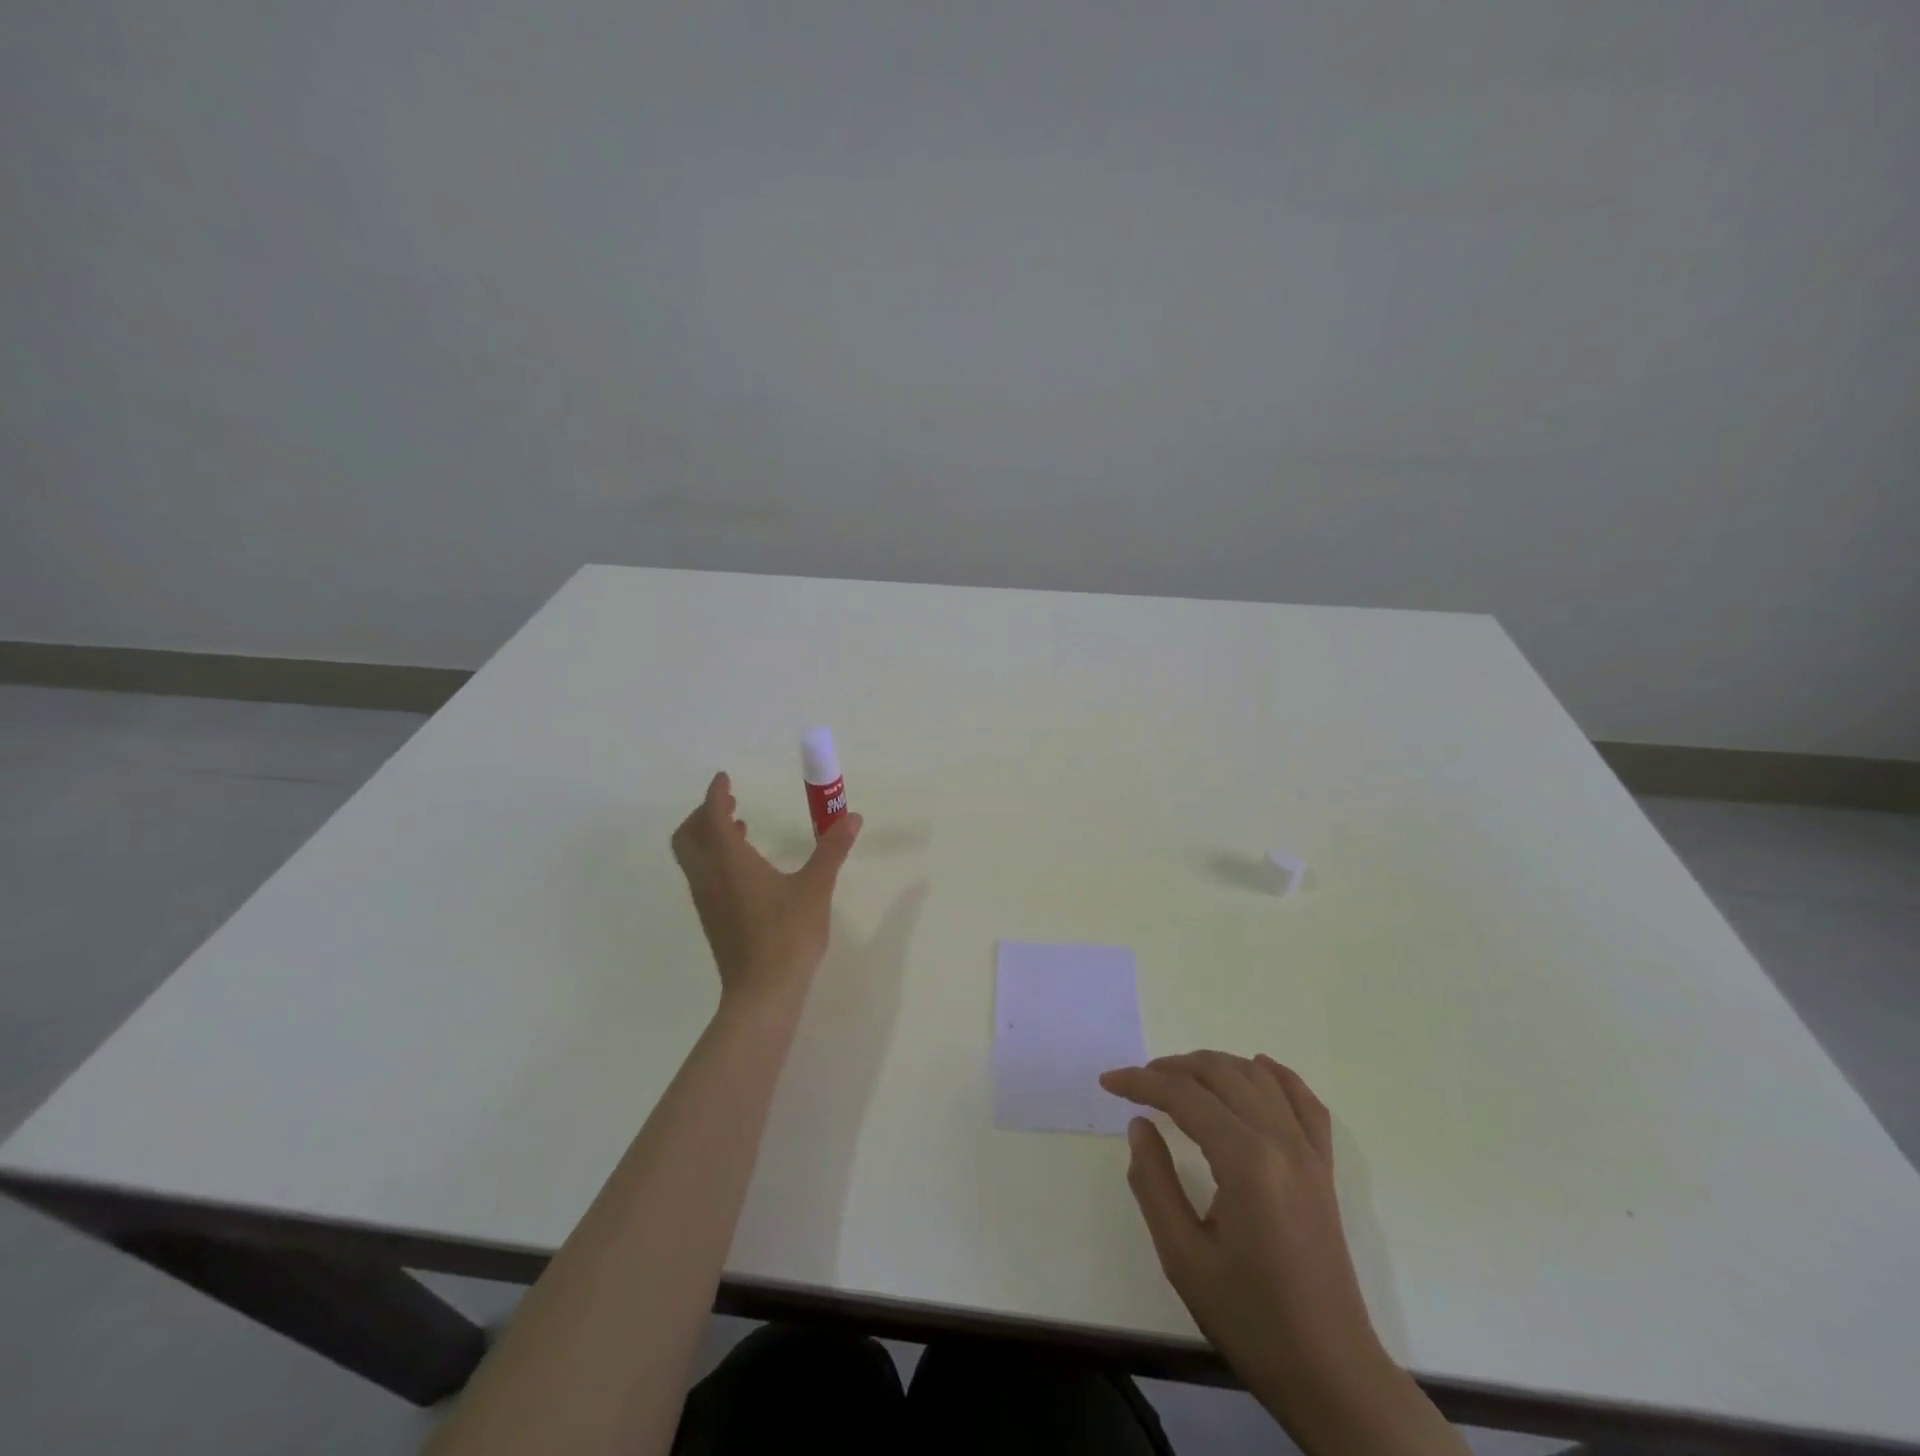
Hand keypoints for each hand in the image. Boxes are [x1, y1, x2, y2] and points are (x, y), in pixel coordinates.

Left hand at [670, 772, 862, 1010]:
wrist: (762, 993)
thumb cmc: (788, 935)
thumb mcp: (816, 888)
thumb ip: (831, 849)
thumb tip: (851, 817)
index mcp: (730, 862)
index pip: (713, 816)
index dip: (716, 794)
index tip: (725, 778)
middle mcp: (710, 877)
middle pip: (688, 836)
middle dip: (703, 814)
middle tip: (729, 803)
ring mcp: (707, 901)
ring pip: (693, 858)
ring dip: (708, 836)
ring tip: (739, 828)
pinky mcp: (713, 920)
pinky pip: (703, 876)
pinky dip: (714, 858)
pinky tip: (746, 868)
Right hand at [1101, 1054, 1459, 1453]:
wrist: (1329, 1372)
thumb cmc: (1250, 1318)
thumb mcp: (1182, 1256)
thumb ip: (1153, 1182)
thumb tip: (1140, 1125)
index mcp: (1246, 1161)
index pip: (1185, 1096)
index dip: (1141, 1082)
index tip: (1108, 1082)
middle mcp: (1281, 1141)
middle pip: (1221, 1074)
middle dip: (1173, 1067)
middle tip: (1138, 1081)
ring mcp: (1309, 1152)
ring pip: (1258, 1078)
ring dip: (1215, 1066)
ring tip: (1180, 1077)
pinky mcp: (1323, 1167)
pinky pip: (1304, 1102)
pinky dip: (1277, 1077)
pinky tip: (1258, 1070)